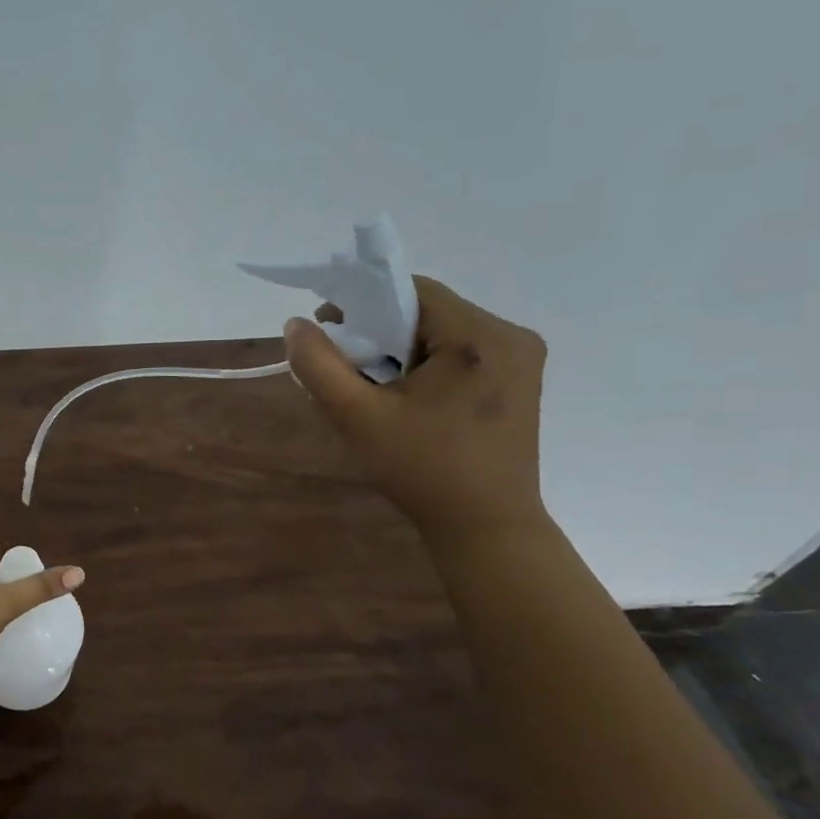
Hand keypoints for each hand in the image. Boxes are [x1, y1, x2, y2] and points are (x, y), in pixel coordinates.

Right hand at [284, 276, 548, 547]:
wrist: (485, 527)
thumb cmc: (421, 470)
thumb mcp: (356, 416)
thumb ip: (319, 365)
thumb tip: (297, 325)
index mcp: (478, 337)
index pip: (412, 291)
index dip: (363, 302)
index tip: (330, 332)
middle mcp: (511, 336)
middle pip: (429, 310)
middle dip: (381, 331)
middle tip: (347, 367)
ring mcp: (522, 359)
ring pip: (444, 331)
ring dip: (402, 348)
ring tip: (374, 386)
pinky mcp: (521, 380)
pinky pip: (462, 352)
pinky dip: (427, 363)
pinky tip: (408, 397)